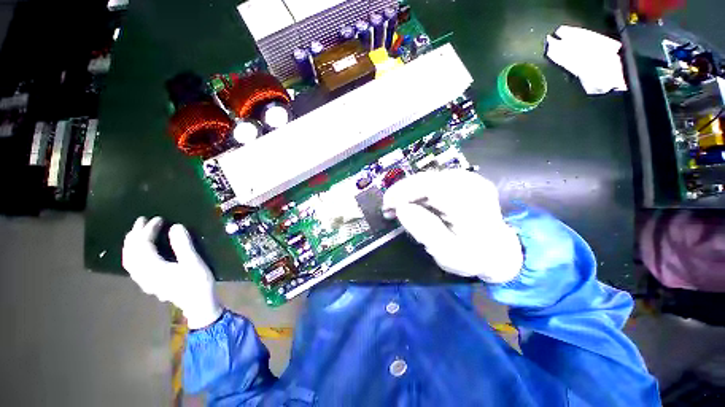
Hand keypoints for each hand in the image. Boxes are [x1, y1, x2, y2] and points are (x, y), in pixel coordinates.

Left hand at [122, 217, 221, 328]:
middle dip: (137, 233)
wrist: (199, 308)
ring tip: (136, 232)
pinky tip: (133, 252)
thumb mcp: (195, 264)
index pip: (144, 244)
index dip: (150, 229)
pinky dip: (130, 257)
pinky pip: (132, 268)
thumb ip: (183, 245)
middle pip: (133, 251)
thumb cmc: (198, 286)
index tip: (160, 219)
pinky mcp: (148, 285)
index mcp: (156, 270)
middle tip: (144, 220)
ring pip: (129, 260)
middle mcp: (147, 276)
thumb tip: (175, 226)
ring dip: (130, 244)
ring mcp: (146, 282)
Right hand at [382, 170, 522, 282]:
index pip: (430, 186)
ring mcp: (474, 180)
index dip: (404, 191)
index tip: (386, 205)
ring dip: (415, 190)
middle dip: (406, 191)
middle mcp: (474, 185)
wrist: (500, 251)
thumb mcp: (447, 253)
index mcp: (469, 204)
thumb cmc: (473, 257)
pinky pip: (443, 179)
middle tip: (390, 209)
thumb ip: (425, 231)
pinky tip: (421, 203)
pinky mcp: (472, 180)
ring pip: (435, 177)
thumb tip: (402, 209)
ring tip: (402, 207)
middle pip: (431, 178)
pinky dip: (427, 189)